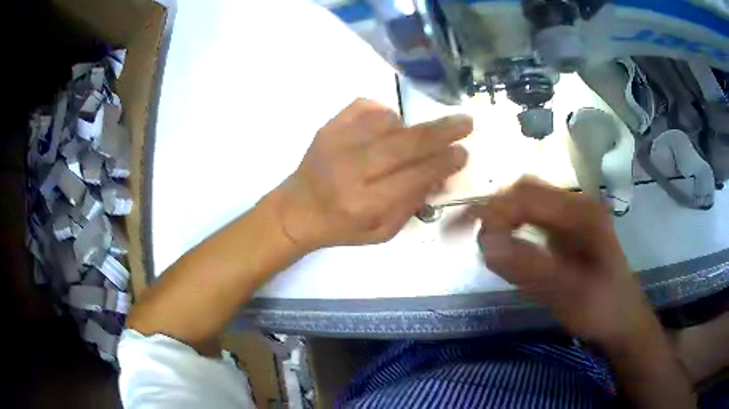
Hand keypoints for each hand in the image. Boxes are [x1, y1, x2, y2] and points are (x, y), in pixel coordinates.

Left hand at [273, 98, 470, 250]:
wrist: (296, 210)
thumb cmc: (341, 227)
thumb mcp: (381, 232)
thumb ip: (412, 204)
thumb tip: (440, 174)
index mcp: (365, 203)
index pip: (414, 177)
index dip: (443, 163)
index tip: (463, 153)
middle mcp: (350, 170)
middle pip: (405, 144)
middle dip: (441, 132)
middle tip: (466, 123)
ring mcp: (337, 143)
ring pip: (388, 121)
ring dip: (408, 128)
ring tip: (409, 141)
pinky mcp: (328, 126)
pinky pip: (366, 106)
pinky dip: (384, 113)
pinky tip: (386, 127)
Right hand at [451, 177, 658, 347]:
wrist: (622, 321)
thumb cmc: (601, 308)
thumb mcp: (568, 293)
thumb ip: (528, 267)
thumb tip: (485, 242)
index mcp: (581, 212)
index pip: (527, 196)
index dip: (492, 210)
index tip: (461, 233)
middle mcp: (576, 205)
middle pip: (525, 192)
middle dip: (493, 209)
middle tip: (464, 233)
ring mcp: (573, 217)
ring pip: (528, 203)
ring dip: (501, 217)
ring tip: (480, 239)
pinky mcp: (568, 232)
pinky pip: (534, 220)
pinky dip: (513, 228)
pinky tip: (505, 246)